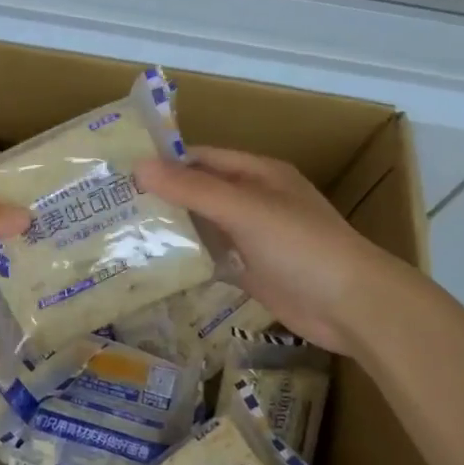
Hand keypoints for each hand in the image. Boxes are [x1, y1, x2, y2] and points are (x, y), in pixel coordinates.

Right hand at [137, 147, 411, 356]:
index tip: (121, 173)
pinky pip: (214, 258)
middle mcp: (255, 201)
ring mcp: (254, 238)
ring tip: (123, 234)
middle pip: (201, 192)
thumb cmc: (301, 246)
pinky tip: (155, 264)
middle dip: (163, 197)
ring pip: (205, 226)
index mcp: (259, 174)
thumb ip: (193, 190)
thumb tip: (139, 167)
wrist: (351, 306)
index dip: (165, 162)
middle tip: (112, 207)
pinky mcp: (253, 271)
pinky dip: (189, 259)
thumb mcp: (245, 209)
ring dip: (173, 228)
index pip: (203, 158)